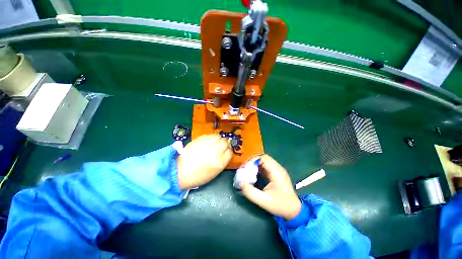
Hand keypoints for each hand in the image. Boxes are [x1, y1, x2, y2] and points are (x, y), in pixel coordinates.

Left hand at [177, 134, 231, 189]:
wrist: (180, 172)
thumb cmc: (198, 176)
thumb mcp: (215, 172)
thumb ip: (222, 161)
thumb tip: (226, 152)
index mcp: (220, 162)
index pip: (230, 152)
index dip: (228, 151)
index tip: (226, 151)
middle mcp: (215, 151)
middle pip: (225, 142)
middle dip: (224, 144)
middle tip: (220, 146)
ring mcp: (207, 144)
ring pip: (218, 136)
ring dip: (218, 139)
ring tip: (214, 143)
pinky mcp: (199, 140)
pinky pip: (209, 135)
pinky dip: (210, 138)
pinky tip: (207, 142)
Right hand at [241, 155, 301, 219]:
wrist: (294, 210)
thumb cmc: (280, 205)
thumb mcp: (264, 201)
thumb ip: (251, 192)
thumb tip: (241, 183)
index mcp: (276, 172)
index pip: (263, 158)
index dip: (253, 161)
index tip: (246, 169)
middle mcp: (277, 168)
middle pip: (263, 158)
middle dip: (252, 163)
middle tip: (245, 170)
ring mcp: (277, 170)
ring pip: (263, 161)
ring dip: (255, 165)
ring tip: (248, 173)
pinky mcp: (275, 173)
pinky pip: (265, 166)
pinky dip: (258, 168)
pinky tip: (254, 175)